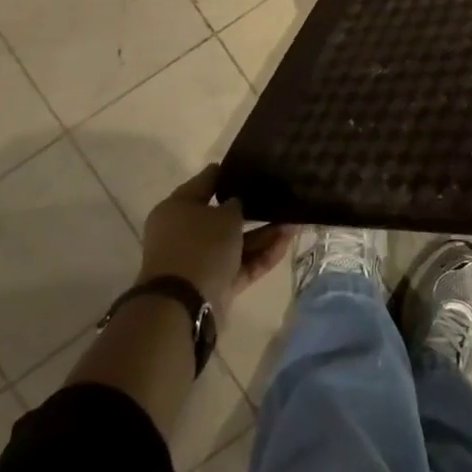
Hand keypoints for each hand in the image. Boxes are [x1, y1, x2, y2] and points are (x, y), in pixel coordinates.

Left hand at [137, 167, 289, 317]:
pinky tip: (286, 243)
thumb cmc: (200, 247)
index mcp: (177, 208)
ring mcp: (199, 261)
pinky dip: (261, 255)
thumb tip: (236, 205)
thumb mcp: (224, 215)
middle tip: (280, 197)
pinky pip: (241, 265)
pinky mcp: (214, 284)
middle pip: (222, 216)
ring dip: (263, 234)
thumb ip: (236, 205)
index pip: (206, 181)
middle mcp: (185, 232)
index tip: (253, 166)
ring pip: (236, 242)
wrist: (183, 306)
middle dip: (252, 209)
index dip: (229, 172)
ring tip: (294, 222)